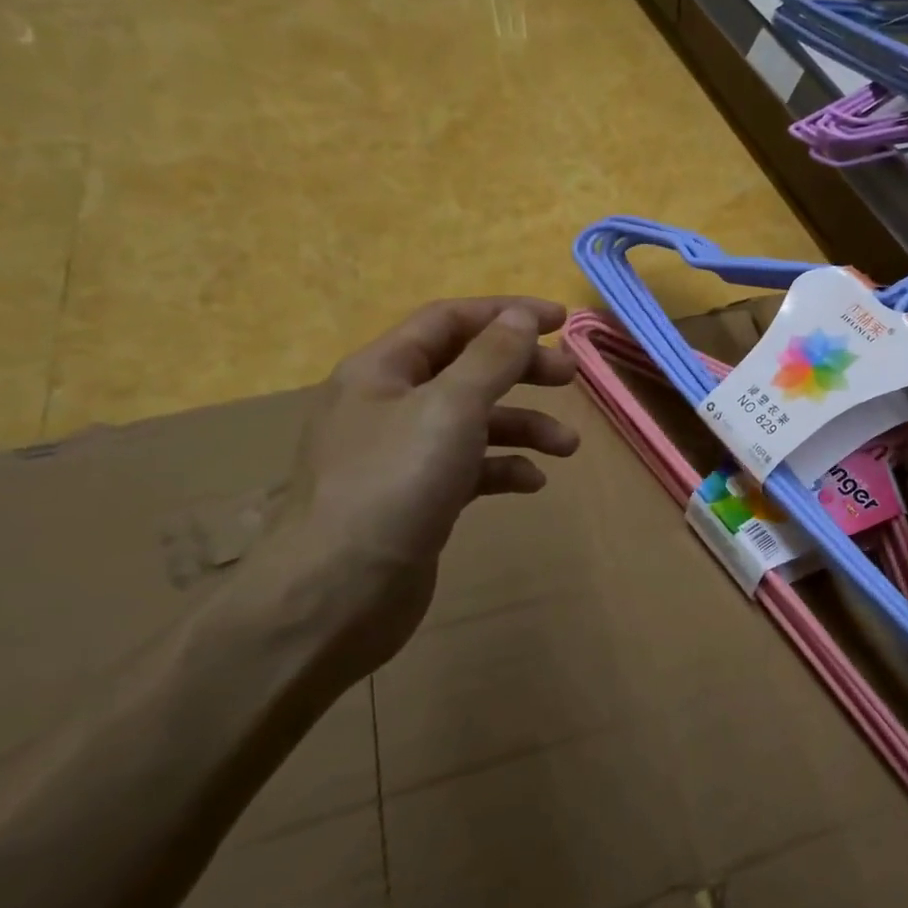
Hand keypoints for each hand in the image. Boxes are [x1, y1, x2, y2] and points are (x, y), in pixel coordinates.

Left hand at [241, 297, 578, 688]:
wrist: (337, 593)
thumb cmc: (394, 484)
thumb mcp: (451, 407)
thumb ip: (491, 358)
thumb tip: (520, 316)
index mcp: (382, 370)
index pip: (449, 320)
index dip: (506, 313)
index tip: (560, 321)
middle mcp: (388, 404)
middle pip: (466, 368)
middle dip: (521, 369)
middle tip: (570, 378)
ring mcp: (401, 455)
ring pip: (473, 421)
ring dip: (523, 425)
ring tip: (567, 446)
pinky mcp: (417, 498)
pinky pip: (469, 467)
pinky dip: (503, 467)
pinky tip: (532, 482)